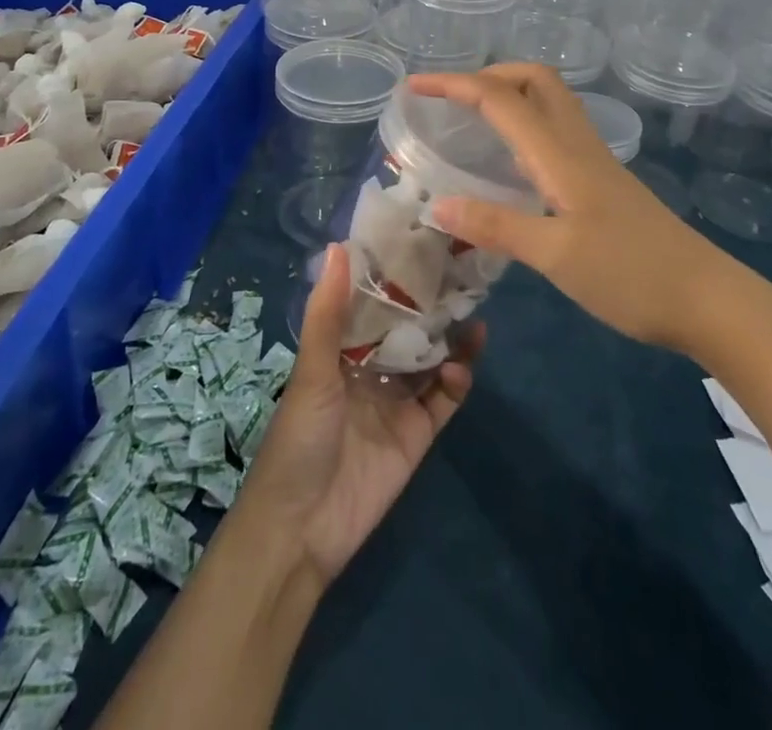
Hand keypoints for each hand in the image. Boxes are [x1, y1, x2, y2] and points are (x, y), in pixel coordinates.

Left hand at [238, 244, 481, 583]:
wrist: (303, 529)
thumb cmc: (299, 438)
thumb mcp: (312, 369)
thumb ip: (328, 311)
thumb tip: (338, 246)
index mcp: (340, 349)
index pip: (372, 303)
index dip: (394, 276)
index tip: (420, 241)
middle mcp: (370, 368)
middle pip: (407, 329)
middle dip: (430, 304)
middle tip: (461, 271)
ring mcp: (397, 401)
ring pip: (431, 359)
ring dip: (451, 338)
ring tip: (473, 311)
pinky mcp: (418, 432)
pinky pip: (444, 399)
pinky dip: (457, 379)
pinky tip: (462, 365)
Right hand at [409, 64, 721, 350]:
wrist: (707, 299)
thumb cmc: (632, 275)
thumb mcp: (557, 256)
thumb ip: (496, 227)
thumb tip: (437, 204)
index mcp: (560, 154)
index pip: (500, 98)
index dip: (455, 84)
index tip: (414, 86)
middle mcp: (577, 145)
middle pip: (534, 79)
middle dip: (489, 75)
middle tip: (451, 100)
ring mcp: (593, 162)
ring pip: (548, 103)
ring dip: (508, 96)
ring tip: (470, 120)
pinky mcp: (601, 183)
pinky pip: (555, 133)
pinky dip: (524, 127)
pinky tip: (509, 163)